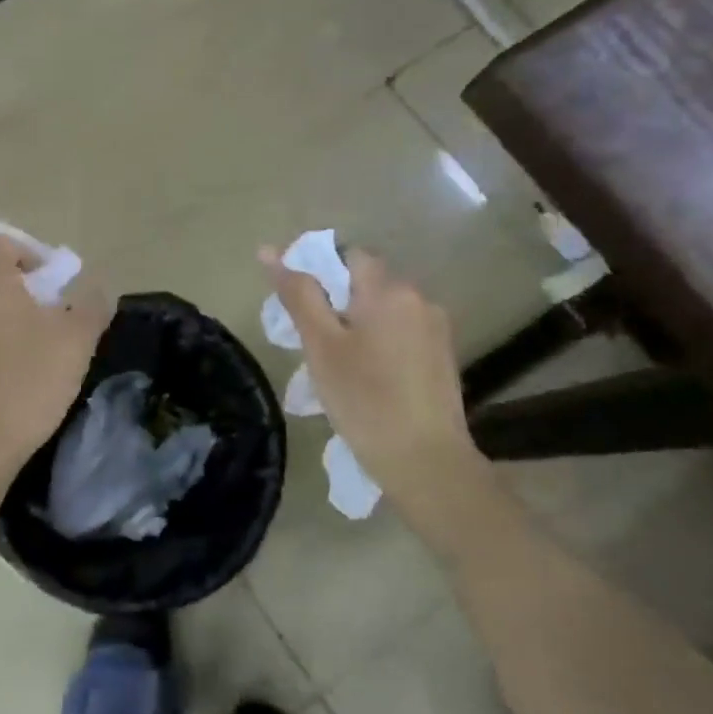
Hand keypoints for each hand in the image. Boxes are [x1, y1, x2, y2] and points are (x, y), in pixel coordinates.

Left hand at [0, 232, 111, 481]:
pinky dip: (1, 339)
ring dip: (15, 314)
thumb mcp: (75, 341)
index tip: (54, 279)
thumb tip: (93, 290)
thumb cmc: (27, 380)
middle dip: (28, 285)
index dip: (28, 249)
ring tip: (46, 344)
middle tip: (58, 312)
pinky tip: (23, 370)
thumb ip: (90, 306)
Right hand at [262, 244, 482, 514]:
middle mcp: (419, 298)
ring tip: (337, 363)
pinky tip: (367, 376)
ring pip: (384, 308)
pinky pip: (401, 331)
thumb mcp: (321, 346)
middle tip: (311, 340)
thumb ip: (298, 295)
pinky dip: (379, 341)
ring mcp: (436, 328)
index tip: (297, 303)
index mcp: (389, 290)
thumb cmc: (364, 400)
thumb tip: (270, 251)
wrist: (426, 462)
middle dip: (336, 300)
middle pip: (367, 281)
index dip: (319, 270)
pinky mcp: (443, 355)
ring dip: (358, 322)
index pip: (348, 255)